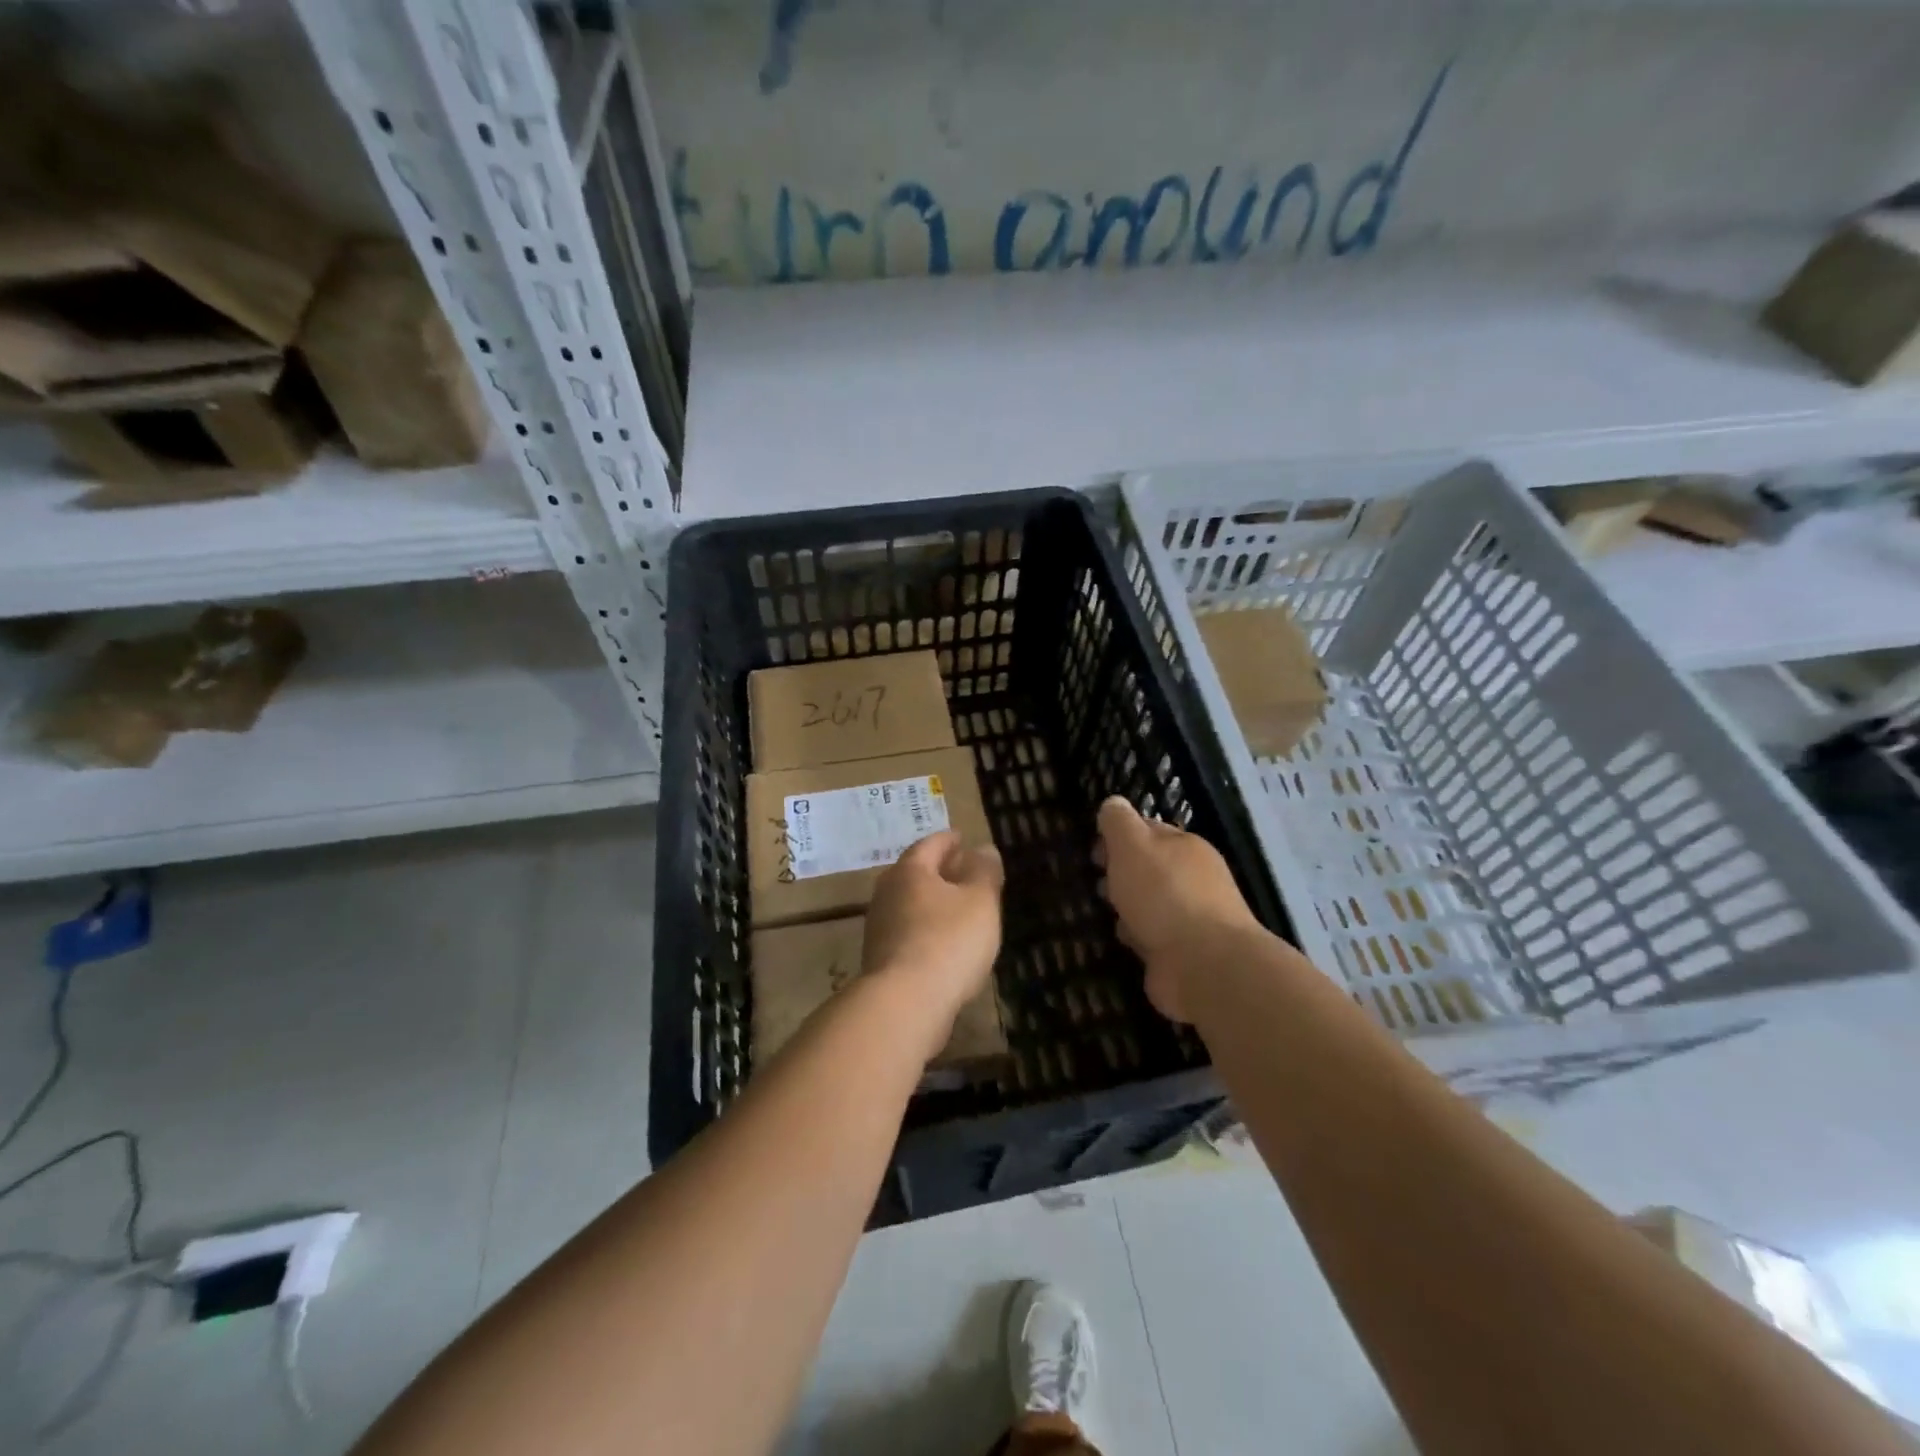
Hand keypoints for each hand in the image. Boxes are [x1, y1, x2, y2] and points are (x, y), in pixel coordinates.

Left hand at [862, 831, 1003, 1057]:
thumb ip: (984, 871)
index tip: (962, 838)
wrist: (905, 1003)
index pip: (930, 845)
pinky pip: (906, 932)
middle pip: (914, 873)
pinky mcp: (880, 959)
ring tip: (956, 908)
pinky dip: (924, 928)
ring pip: (908, 903)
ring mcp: (878, 928)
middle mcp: (887, 893)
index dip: (949, 840)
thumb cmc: (948, 941)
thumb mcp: (980, 901)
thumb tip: (983, 848)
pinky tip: (942, 943)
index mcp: (910, 871)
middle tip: (961, 871)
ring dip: (930, 902)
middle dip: (938, 870)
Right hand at [1095, 796, 1262, 1022]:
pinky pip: (1154, 936)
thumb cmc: (1164, 894)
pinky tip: (1125, 942)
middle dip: (1123, 873)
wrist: (1204, 964)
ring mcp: (1193, 917)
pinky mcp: (1186, 952)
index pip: (1149, 830)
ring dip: (1129, 906)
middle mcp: (1194, 878)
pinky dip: (1139, 936)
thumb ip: (1119, 822)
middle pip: (1151, 868)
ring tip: (1105, 912)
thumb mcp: (1133, 845)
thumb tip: (1113, 803)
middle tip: (1097, 883)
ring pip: (1151, 903)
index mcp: (1186, 846)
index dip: (1120, 836)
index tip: (1094, 850)